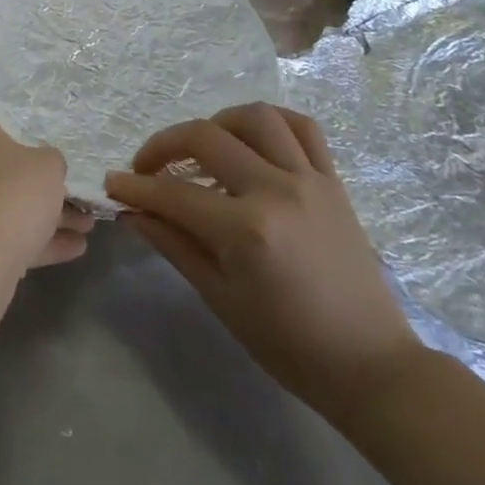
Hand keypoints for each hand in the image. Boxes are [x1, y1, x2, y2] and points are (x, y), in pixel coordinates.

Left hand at [0, 100, 92, 284]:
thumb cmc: (8, 196)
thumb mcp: (48, 168)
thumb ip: (51, 160)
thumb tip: (47, 165)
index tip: (26, 120)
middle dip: (34, 174)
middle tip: (70, 181)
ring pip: (5, 200)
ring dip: (44, 212)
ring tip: (87, 222)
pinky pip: (4, 234)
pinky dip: (36, 240)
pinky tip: (76, 248)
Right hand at [105, 103, 421, 421]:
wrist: (372, 367)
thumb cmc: (289, 344)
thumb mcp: (221, 299)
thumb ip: (174, 245)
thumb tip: (132, 212)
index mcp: (247, 230)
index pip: (174, 193)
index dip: (136, 187)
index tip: (112, 183)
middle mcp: (277, 191)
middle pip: (206, 137)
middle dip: (164, 145)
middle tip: (147, 167)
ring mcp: (310, 180)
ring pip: (255, 117)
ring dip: (218, 123)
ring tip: (202, 147)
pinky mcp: (333, 181)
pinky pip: (302, 127)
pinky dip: (271, 122)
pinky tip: (251, 139)